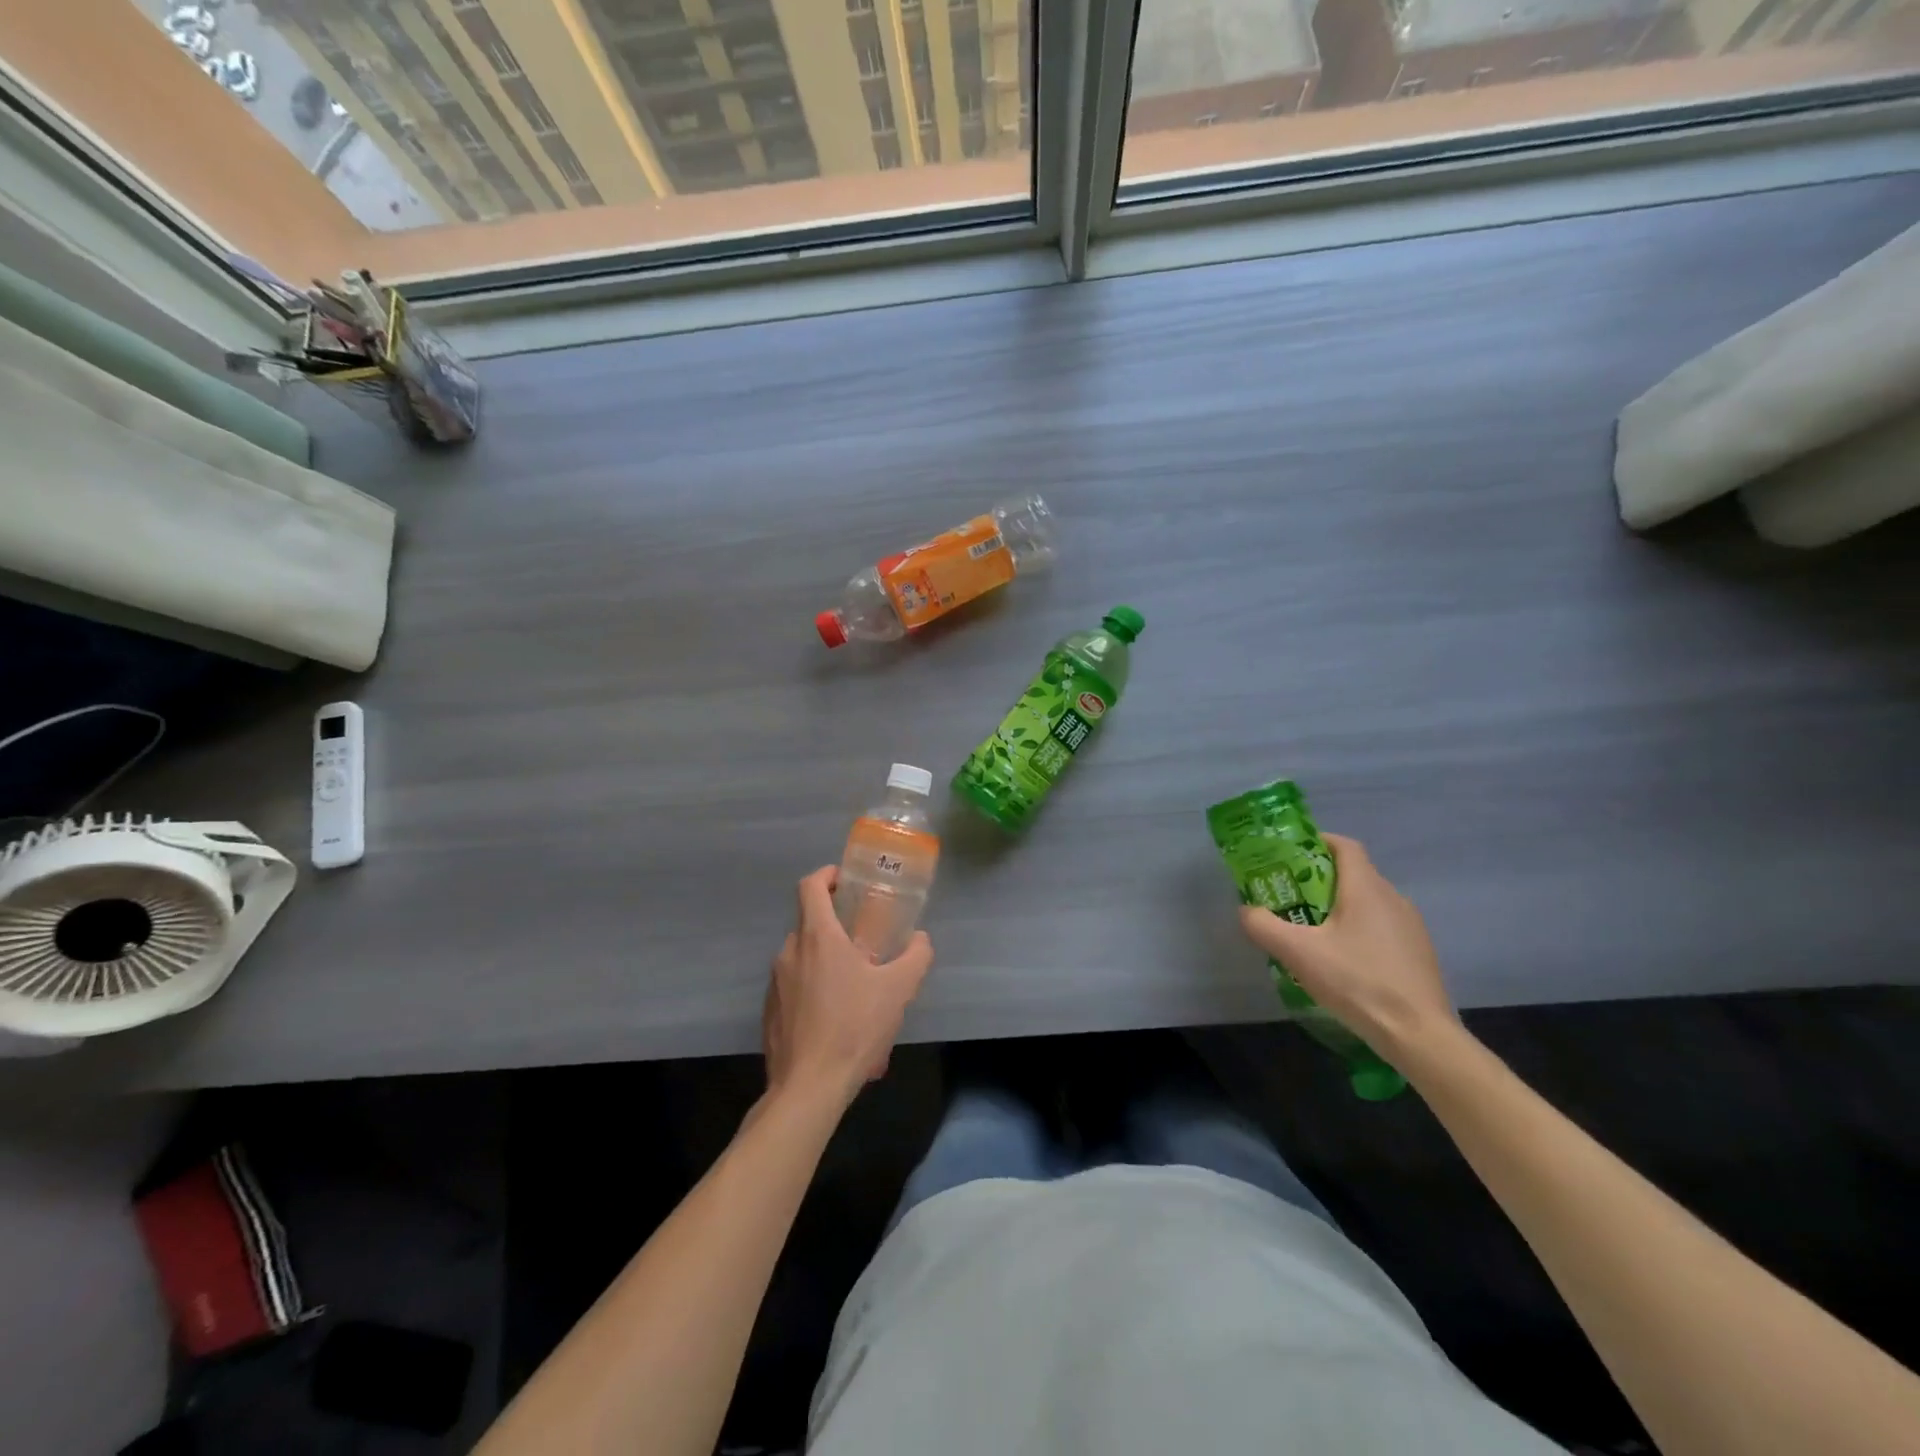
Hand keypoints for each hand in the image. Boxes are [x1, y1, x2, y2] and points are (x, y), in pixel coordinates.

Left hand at [762, 866, 934, 1108]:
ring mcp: (775, 983)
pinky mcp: (769, 1012)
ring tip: (854, 987)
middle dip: (835, 925)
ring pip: (802, 957)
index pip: (811, 886)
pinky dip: (813, 989)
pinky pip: (794, 987)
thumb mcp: (898, 990)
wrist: (808, 1088)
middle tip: (864, 940)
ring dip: (826, 961)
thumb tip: (921, 939)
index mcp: (817, 937)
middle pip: (809, 922)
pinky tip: (836, 1018)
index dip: (827, 875)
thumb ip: (916, 957)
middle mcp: (789, 952)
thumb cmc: (853, 1028)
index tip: (845, 881)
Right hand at [1238, 833, 1459, 1062]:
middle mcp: (1393, 898)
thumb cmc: (1357, 982)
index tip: (1290, 856)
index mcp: (1366, 888)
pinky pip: (1381, 927)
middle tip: (1289, 897)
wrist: (1419, 1035)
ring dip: (1339, 908)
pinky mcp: (1418, 953)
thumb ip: (1264, 926)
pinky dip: (1358, 930)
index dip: (1317, 842)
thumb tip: (1247, 911)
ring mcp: (1411, 927)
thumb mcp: (1298, 953)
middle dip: (1319, 879)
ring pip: (1368, 903)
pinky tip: (1342, 961)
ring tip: (1311, 931)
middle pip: (1353, 874)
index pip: (1344, 846)